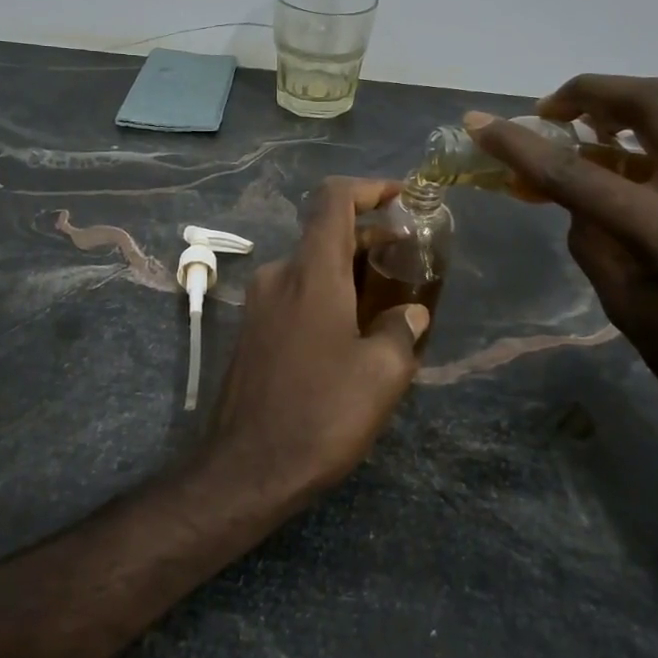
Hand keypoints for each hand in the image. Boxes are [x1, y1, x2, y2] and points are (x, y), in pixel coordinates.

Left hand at [199, 177, 430, 504]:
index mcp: (311, 273)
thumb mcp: (381, 375)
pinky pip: (295, 296)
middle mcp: (279, 276)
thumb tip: (409, 313)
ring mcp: (259, 305)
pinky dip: (327, 297)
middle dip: (370, 239)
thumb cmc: (320, 415)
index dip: (369, 187)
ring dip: (350, 273)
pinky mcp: (251, 332)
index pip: (333, 200)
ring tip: (390, 304)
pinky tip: (352, 334)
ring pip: (311, 268)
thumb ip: (400, 331)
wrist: (246, 469)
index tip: (402, 197)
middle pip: (325, 234)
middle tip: (411, 262)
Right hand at [467, 77, 657, 458]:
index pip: (574, 173)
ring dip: (642, 98)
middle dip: (589, 92)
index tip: (478, 124)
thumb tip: (573, 195)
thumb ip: (590, 236)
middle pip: (649, 102)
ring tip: (609, 124)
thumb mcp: (621, 302)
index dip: (517, 145)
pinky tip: (656, 155)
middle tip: (555, 110)